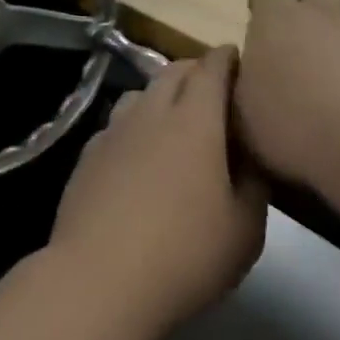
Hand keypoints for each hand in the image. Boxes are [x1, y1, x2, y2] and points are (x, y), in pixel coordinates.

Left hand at [47, 47, 266, 334]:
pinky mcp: (86, 157)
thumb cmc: (185, 255)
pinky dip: (133, 125)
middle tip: (213, 88)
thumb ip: (254, 185)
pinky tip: (137, 153)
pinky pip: (115, 125)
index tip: (238, 59)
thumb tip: (249, 159)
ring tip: (174, 118)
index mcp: (195, 121)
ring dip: (160, 94)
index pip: (211, 69)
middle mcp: (150, 114)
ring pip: (139, 94)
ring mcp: (112, 133)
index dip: (226, 58)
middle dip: (195, 70)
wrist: (100, 280)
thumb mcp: (245, 229)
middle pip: (172, 72)